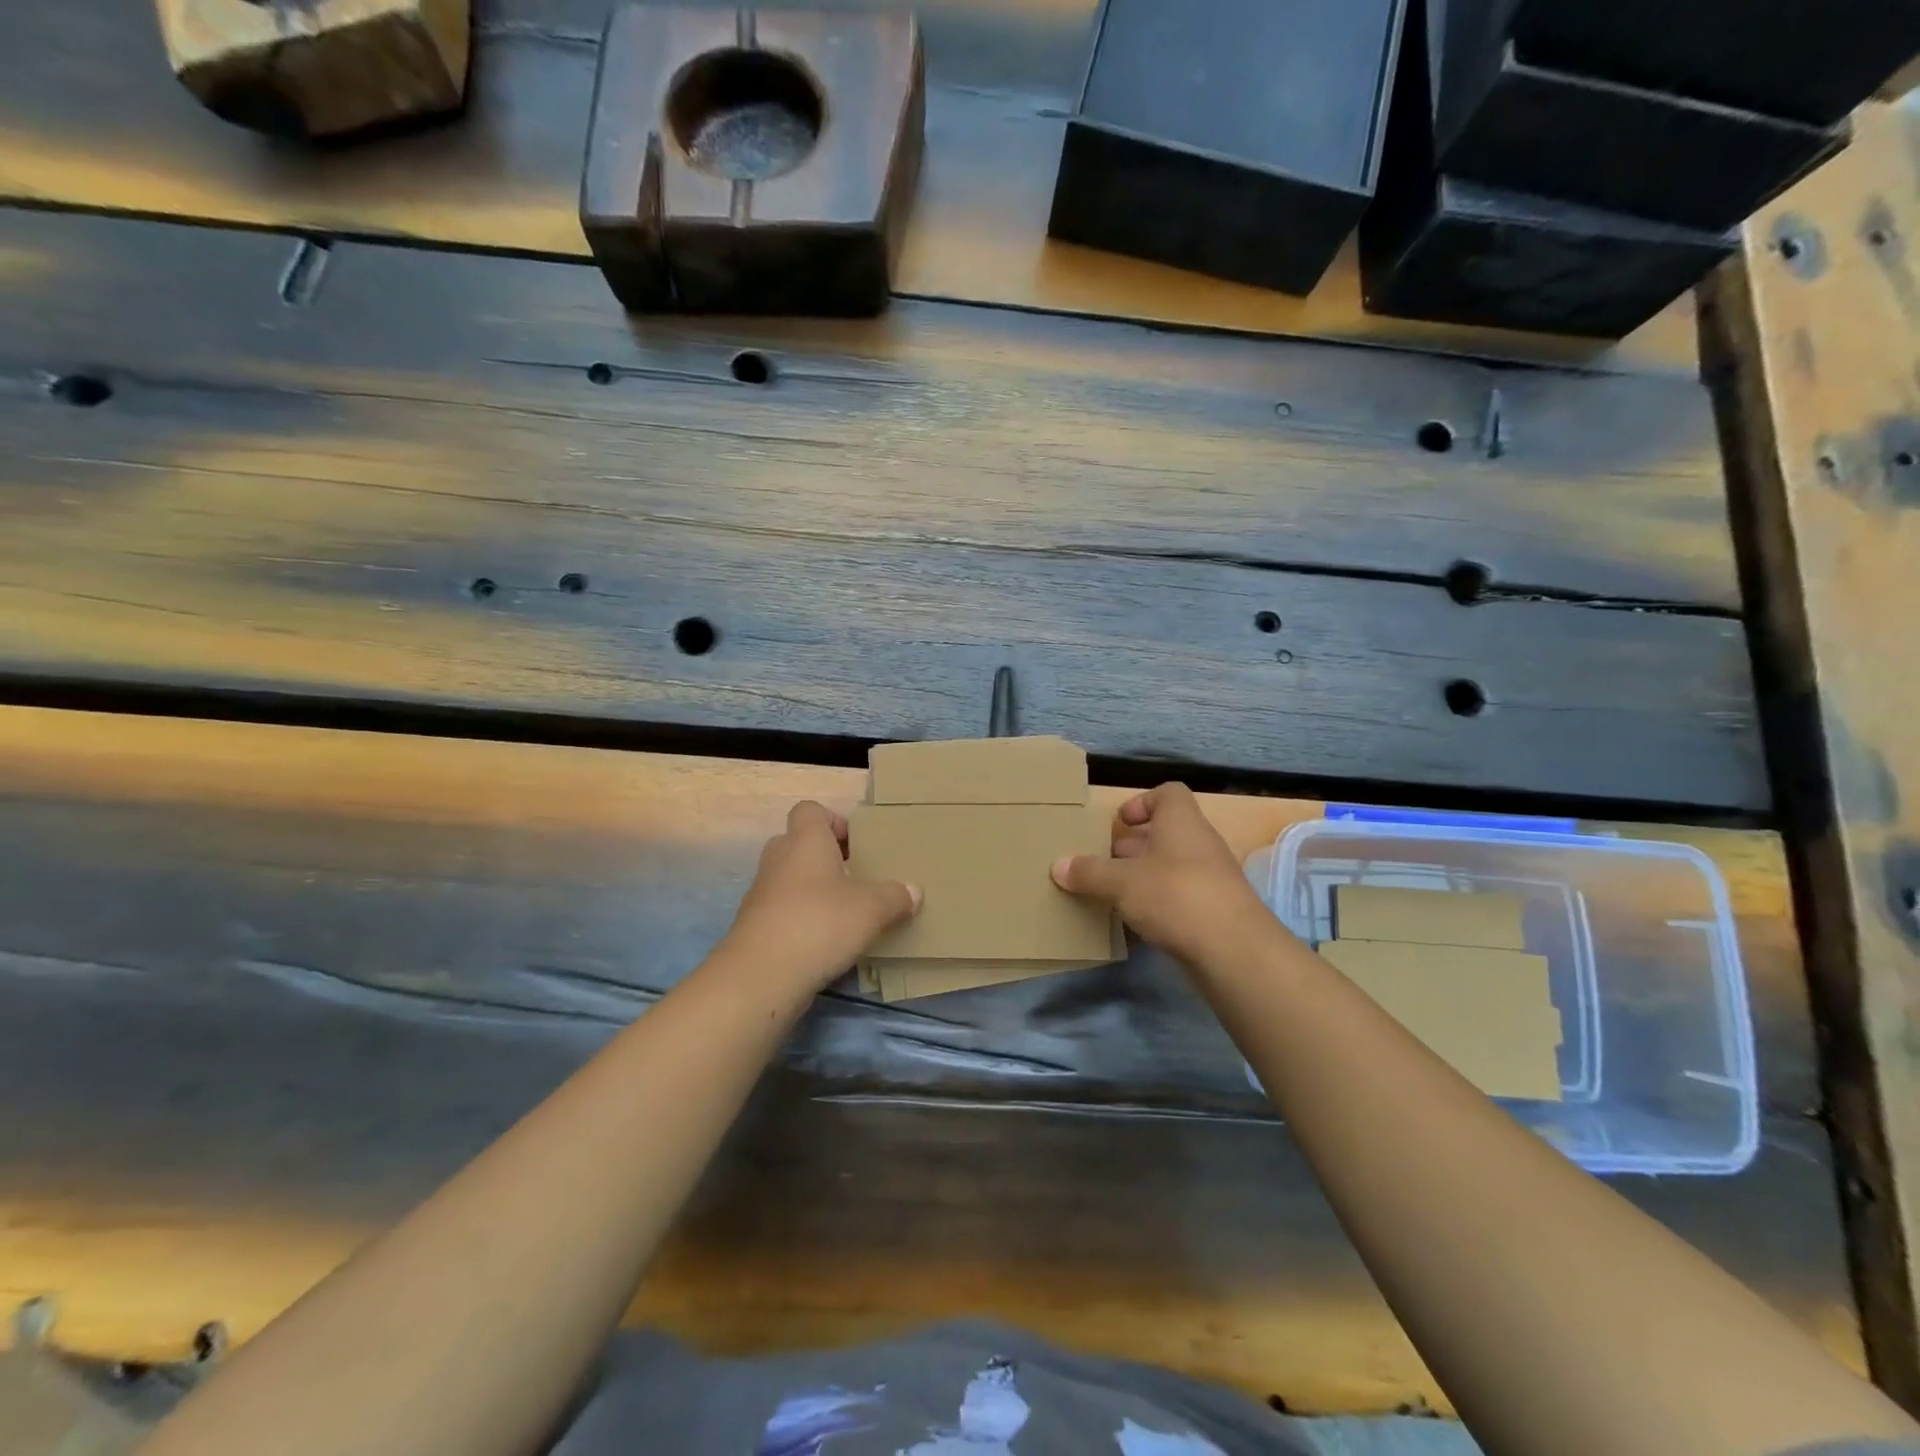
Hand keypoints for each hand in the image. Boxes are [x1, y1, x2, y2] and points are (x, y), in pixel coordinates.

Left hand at [719, 801, 920, 997]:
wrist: (761, 976)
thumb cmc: (820, 923)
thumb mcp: (872, 909)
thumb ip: (895, 896)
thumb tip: (914, 891)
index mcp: (805, 841)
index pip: (811, 810)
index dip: (834, 821)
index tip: (857, 844)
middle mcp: (779, 859)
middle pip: (800, 844)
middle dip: (827, 858)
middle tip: (857, 877)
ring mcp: (762, 893)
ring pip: (791, 879)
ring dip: (815, 891)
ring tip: (847, 912)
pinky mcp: (756, 927)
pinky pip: (784, 911)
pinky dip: (803, 920)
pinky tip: (827, 942)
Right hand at [1051, 783, 1273, 968]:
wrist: (1234, 951)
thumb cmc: (1175, 896)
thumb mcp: (1121, 882)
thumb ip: (1089, 872)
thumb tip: (1057, 865)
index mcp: (1181, 821)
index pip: (1167, 793)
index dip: (1142, 802)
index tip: (1118, 823)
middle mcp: (1198, 843)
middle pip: (1163, 833)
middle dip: (1131, 846)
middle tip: (1099, 862)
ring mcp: (1209, 878)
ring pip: (1168, 867)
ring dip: (1140, 877)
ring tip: (1108, 893)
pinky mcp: (1212, 911)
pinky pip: (1178, 897)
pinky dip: (1156, 904)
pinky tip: (1133, 921)